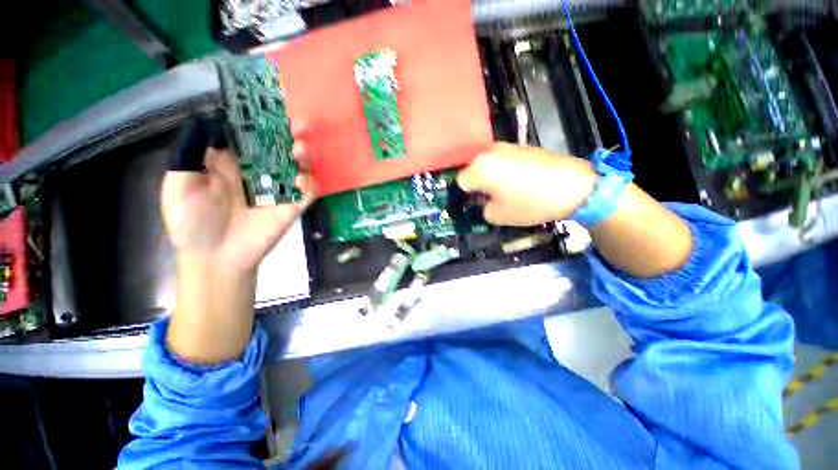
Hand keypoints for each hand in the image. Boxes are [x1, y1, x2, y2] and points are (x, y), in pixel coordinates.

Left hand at [161, 133, 314, 272]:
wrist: (215, 257)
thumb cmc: (192, 222)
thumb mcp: (180, 183)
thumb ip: (191, 153)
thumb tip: (209, 120)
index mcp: (232, 164)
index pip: (252, 137)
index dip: (262, 121)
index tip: (271, 107)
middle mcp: (259, 173)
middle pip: (280, 149)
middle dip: (291, 135)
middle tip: (300, 124)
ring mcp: (278, 191)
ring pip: (297, 168)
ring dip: (303, 157)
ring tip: (300, 149)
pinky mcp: (291, 208)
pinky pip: (306, 193)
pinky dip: (309, 184)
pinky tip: (301, 179)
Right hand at [457, 143, 596, 225]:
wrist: (573, 187)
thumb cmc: (529, 203)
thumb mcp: (498, 216)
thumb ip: (482, 209)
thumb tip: (484, 201)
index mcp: (479, 168)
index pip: (460, 181)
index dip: (467, 195)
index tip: (476, 203)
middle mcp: (490, 152)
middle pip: (474, 169)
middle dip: (478, 184)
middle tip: (490, 198)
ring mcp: (508, 146)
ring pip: (489, 164)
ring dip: (492, 177)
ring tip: (507, 190)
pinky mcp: (523, 146)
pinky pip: (504, 160)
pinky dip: (505, 171)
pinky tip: (520, 182)